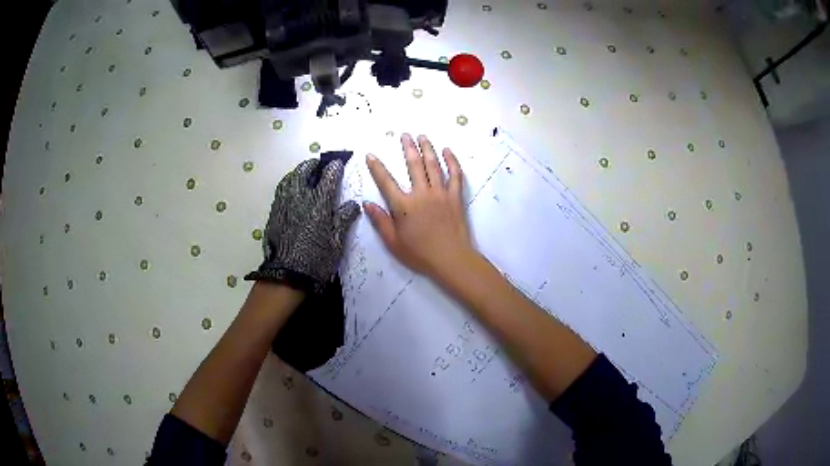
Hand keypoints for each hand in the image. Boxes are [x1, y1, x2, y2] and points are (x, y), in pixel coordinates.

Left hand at [246, 159, 360, 291]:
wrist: (287, 275)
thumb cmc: (316, 259)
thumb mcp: (336, 241)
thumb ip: (343, 219)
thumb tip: (353, 204)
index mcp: (318, 204)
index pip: (328, 177)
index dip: (334, 168)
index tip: (339, 163)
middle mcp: (299, 198)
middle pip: (304, 172)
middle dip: (312, 165)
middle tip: (318, 164)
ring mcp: (284, 204)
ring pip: (289, 179)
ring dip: (297, 172)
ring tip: (303, 173)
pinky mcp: (274, 213)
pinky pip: (281, 191)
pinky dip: (288, 184)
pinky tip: (291, 189)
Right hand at [365, 134, 473, 277]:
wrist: (451, 259)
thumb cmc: (420, 254)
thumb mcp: (393, 242)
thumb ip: (380, 221)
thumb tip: (367, 204)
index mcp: (404, 206)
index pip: (386, 182)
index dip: (377, 168)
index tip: (371, 155)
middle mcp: (422, 194)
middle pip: (414, 165)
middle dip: (408, 148)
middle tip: (405, 135)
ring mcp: (441, 194)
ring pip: (434, 165)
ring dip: (428, 149)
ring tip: (422, 136)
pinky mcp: (456, 197)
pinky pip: (455, 175)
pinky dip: (452, 161)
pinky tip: (448, 151)